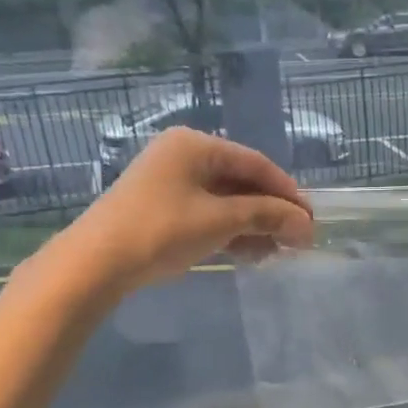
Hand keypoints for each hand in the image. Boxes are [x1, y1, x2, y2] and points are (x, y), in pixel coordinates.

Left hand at [21, 130, 314, 310]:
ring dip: (254, 226)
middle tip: (297, 240)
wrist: (97, 262)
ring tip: (276, 252)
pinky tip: (249, 253)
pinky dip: (230, 231)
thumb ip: (267, 216)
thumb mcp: (221, 221)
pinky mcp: (162, 207)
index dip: (288, 192)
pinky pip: (208, 213)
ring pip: (226, 201)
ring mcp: (170, 181)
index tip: (310, 220)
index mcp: (196, 145)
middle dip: (271, 213)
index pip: (256, 164)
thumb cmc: (162, 230)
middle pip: (242, 182)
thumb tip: (306, 225)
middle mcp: (184, 155)